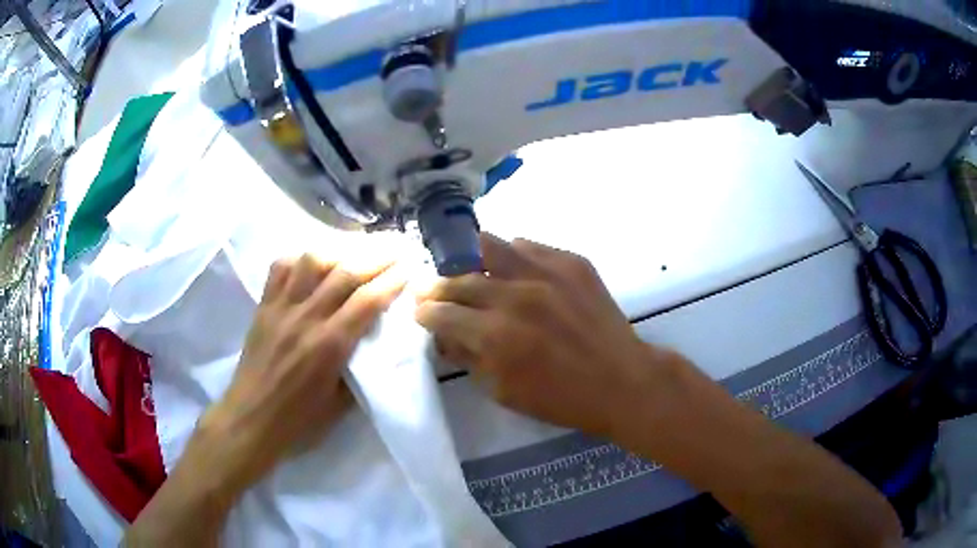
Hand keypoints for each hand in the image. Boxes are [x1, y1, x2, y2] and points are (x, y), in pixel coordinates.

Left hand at [198, 254, 405, 492]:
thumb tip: (372, 342)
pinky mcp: (263, 307)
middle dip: (376, 256)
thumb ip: (358, 368)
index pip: (367, 301)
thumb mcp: (341, 404)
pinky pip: (280, 269)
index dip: (392, 280)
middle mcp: (306, 318)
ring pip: (311, 262)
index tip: (409, 267)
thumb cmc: (299, 420)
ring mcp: (281, 308)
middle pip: (345, 273)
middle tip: (394, 246)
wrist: (252, 418)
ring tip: (353, 254)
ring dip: (338, 252)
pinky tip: (311, 264)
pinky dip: (299, 260)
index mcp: (329, 346)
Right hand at [415, 233, 674, 436]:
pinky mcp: (571, 262)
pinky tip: (512, 270)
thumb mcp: (503, 391)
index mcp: (495, 335)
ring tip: (468, 269)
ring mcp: (546, 272)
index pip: (441, 313)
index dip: (425, 312)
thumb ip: (468, 357)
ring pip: (489, 246)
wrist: (622, 381)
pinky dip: (511, 256)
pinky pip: (528, 246)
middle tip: (433, 291)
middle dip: (438, 287)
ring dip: (470, 260)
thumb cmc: (561, 398)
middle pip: (459, 279)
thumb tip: (446, 334)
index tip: (421, 312)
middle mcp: (515, 295)